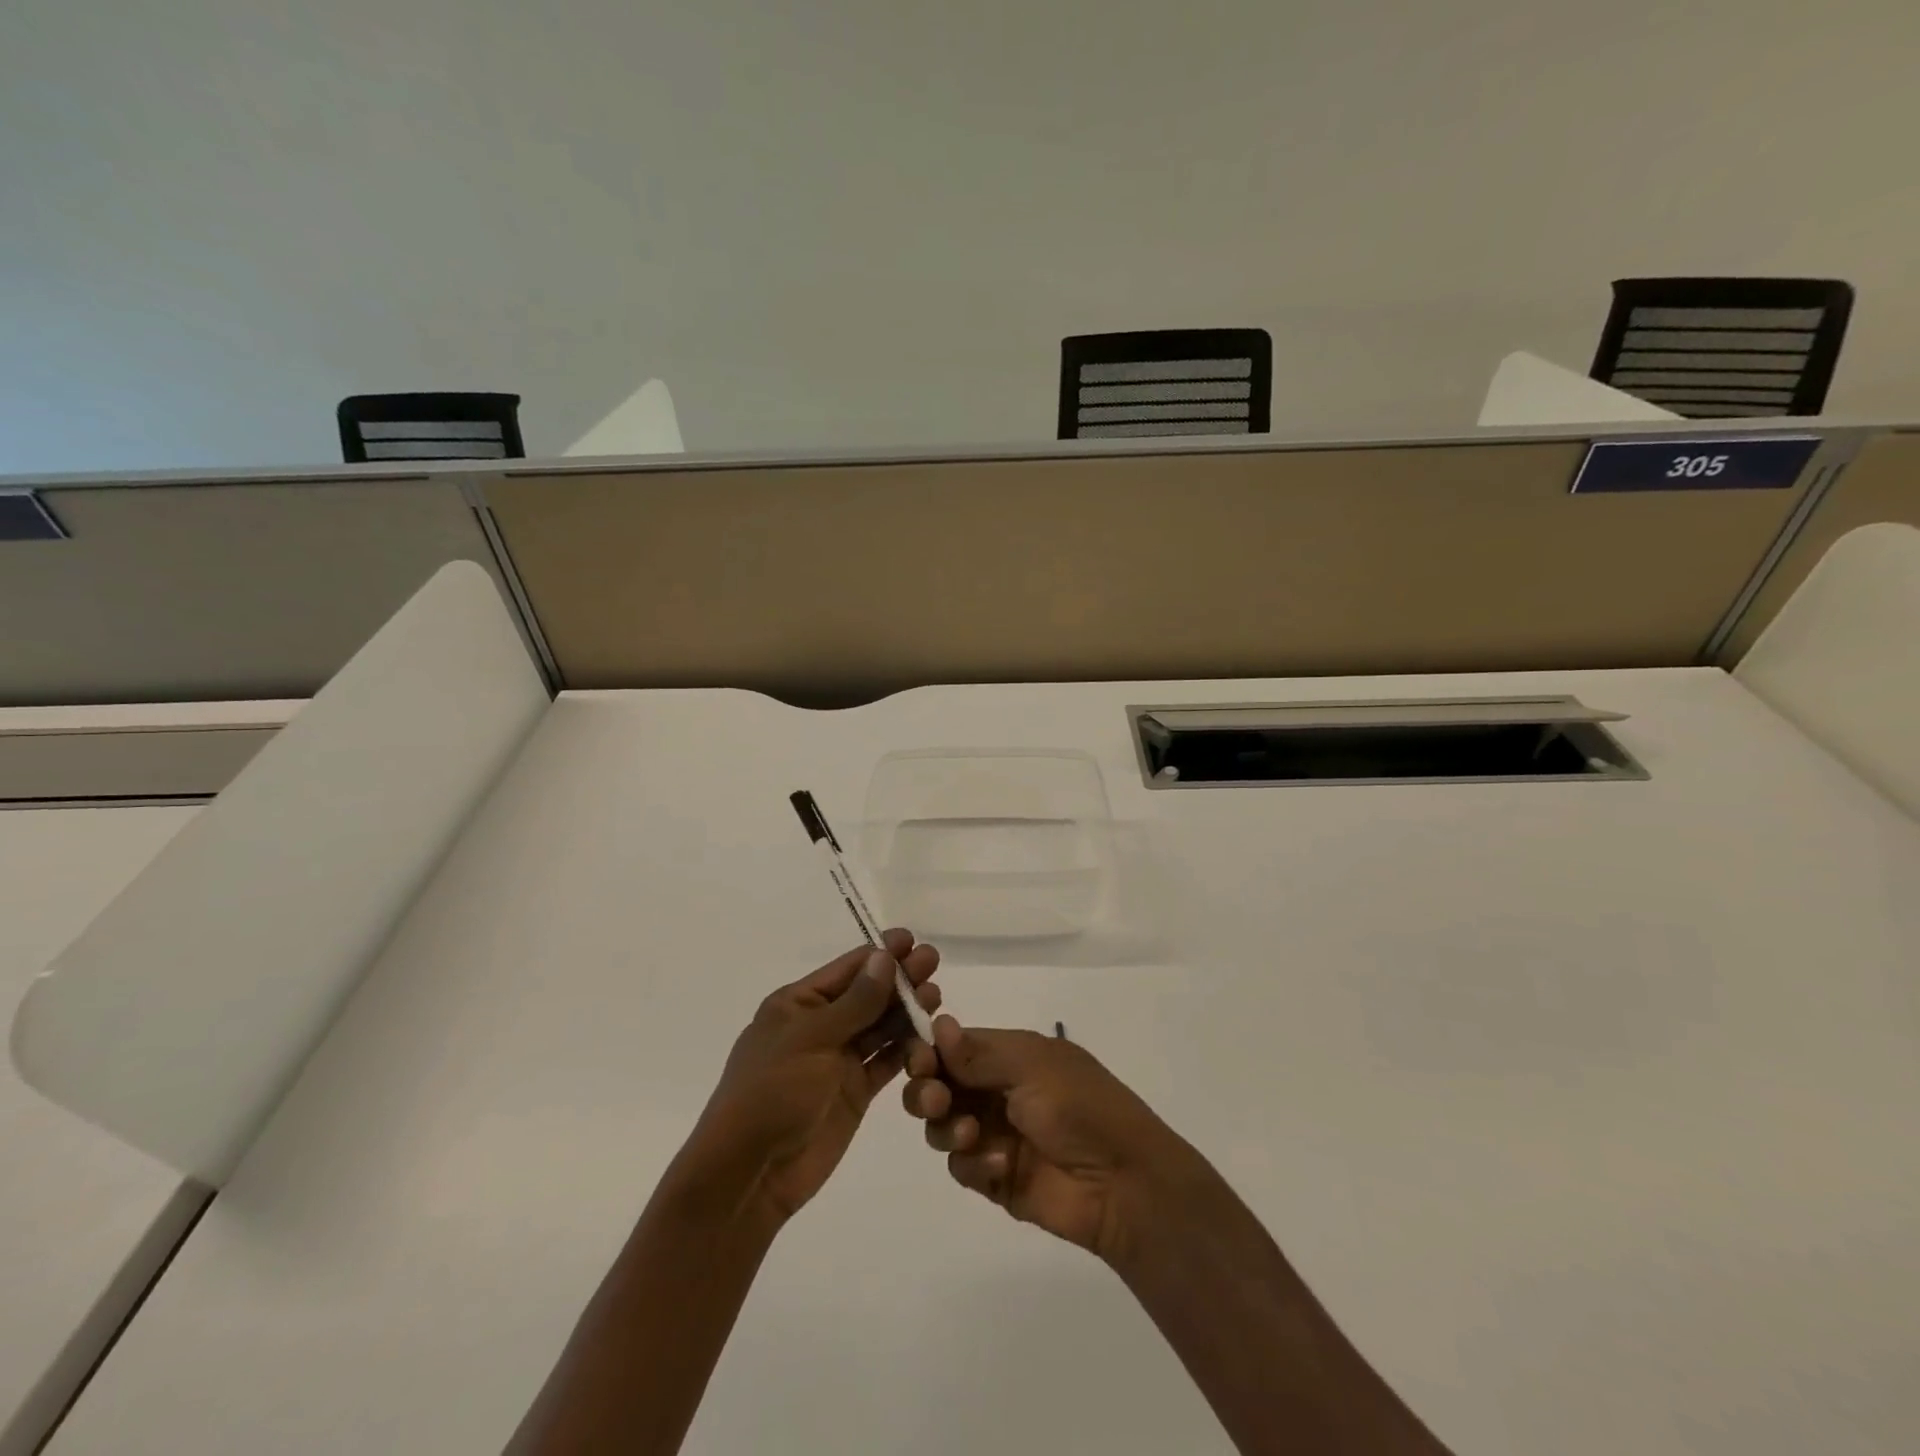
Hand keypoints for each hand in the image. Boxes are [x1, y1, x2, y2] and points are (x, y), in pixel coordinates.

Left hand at [676, 929, 939, 1230]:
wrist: (749, 1174)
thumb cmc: (771, 1092)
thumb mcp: (811, 1039)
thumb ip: (855, 1002)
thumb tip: (885, 957)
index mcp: (798, 1004)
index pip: (846, 969)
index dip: (880, 953)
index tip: (912, 940)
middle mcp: (820, 1026)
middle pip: (867, 994)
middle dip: (899, 978)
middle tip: (933, 962)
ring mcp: (838, 1060)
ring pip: (879, 1026)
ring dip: (906, 1010)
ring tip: (936, 997)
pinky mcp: (854, 1092)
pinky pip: (884, 1061)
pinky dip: (906, 1048)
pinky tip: (930, 1036)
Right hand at [902, 1015, 1198, 1264]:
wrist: (1123, 1183)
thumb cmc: (1080, 1107)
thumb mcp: (1032, 1067)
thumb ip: (979, 1053)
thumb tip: (939, 1023)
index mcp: (1009, 1055)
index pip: (953, 1046)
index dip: (929, 1052)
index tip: (919, 1062)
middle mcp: (996, 1090)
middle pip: (938, 1085)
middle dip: (927, 1091)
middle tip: (937, 1101)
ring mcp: (994, 1134)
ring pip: (941, 1126)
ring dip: (946, 1127)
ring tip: (970, 1135)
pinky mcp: (995, 1177)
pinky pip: (961, 1166)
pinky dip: (973, 1163)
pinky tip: (998, 1165)